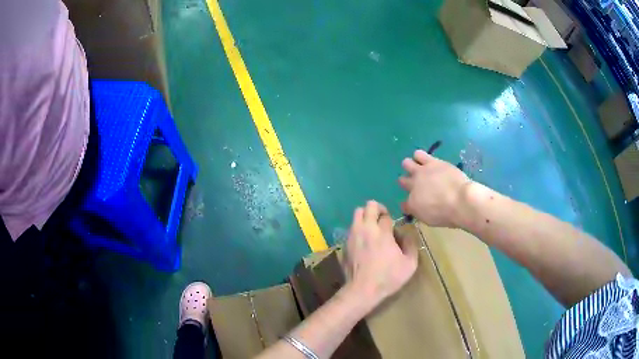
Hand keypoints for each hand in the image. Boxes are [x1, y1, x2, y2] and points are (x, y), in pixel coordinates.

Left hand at [342, 201, 418, 310]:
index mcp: (382, 232)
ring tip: (372, 230)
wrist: (362, 290)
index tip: (393, 230)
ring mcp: (352, 236)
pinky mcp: (344, 244)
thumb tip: (407, 234)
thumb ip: (411, 245)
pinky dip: (358, 230)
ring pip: (356, 214)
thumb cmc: (388, 278)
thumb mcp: (410, 264)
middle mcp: (365, 229)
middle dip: (377, 209)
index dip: (391, 220)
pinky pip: (351, 229)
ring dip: (366, 217)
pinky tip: (363, 243)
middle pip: (368, 206)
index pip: (385, 215)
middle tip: (382, 221)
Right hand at [399, 150, 471, 227]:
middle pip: (402, 180)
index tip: (415, 203)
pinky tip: (424, 159)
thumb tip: (408, 206)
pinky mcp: (432, 162)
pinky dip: (419, 157)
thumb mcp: (429, 219)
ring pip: (407, 163)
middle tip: (416, 183)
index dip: (409, 203)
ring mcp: (422, 172)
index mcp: (412, 203)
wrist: (460, 200)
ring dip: (411, 166)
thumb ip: (418, 211)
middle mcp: (413, 186)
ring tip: (420, 168)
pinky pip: (418, 154)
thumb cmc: (447, 214)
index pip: (405, 203)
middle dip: (406, 181)